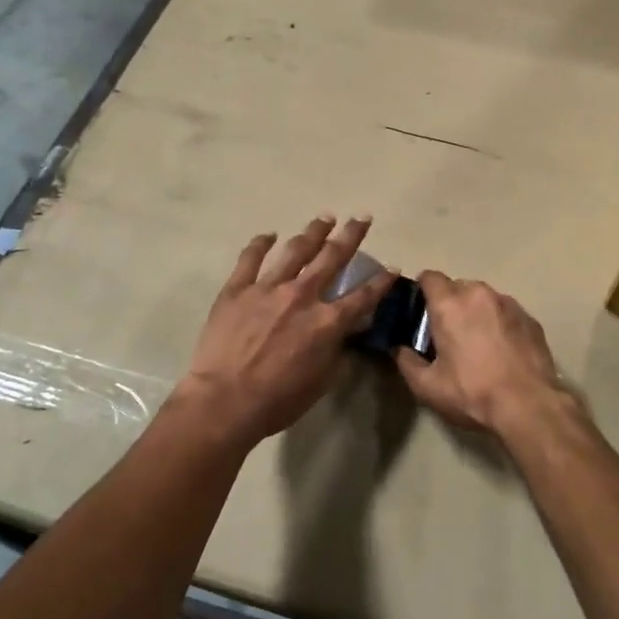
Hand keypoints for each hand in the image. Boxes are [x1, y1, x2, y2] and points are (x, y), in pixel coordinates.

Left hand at [177, 216, 393, 449]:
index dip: (381, 282)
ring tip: (324, 218)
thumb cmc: (278, 400)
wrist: (225, 400)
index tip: (392, 267)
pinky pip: (250, 258)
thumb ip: (339, 352)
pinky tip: (269, 235)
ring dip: (313, 232)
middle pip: (332, 258)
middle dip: (350, 235)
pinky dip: (260, 243)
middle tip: (361, 218)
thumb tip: (349, 334)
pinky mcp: (237, 289)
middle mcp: (302, 295)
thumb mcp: (321, 381)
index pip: (363, 296)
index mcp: (327, 322)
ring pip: (295, 250)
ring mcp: (267, 288)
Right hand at [394, 272, 570, 437]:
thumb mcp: (428, 386)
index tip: (421, 311)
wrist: (529, 406)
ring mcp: (509, 304)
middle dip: (450, 304)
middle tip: (448, 333)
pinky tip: (502, 350)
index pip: (430, 277)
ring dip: (476, 312)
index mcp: (450, 305)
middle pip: (457, 287)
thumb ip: (406, 362)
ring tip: (478, 343)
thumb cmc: (473, 393)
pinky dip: (499, 323)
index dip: (422, 290)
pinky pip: (506, 312)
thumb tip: (399, 349)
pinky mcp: (530, 319)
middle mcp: (480, 295)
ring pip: (484, 299)